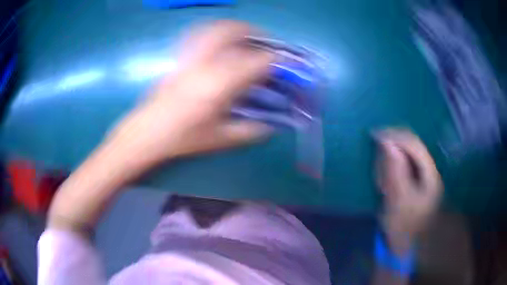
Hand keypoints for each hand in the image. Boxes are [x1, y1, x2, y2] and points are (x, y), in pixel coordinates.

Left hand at [108, 20, 273, 167]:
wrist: (147, 133)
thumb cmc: (182, 138)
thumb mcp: (220, 139)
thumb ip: (250, 131)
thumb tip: (271, 127)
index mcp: (220, 84)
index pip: (256, 61)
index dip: (277, 59)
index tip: (288, 61)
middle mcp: (206, 62)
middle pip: (234, 31)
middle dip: (255, 32)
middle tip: (266, 43)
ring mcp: (190, 56)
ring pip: (215, 28)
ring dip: (235, 28)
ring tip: (246, 38)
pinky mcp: (179, 57)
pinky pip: (199, 33)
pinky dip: (215, 31)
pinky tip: (219, 41)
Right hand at [375, 129, 442, 239]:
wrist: (406, 243)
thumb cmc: (404, 224)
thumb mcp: (399, 200)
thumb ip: (395, 171)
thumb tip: (387, 143)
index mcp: (429, 173)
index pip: (413, 144)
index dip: (395, 136)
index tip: (375, 135)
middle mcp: (427, 169)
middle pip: (409, 147)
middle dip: (391, 151)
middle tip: (377, 166)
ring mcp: (421, 174)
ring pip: (403, 155)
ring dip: (389, 163)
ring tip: (381, 184)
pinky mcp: (413, 180)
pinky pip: (400, 166)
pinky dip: (390, 171)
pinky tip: (385, 186)